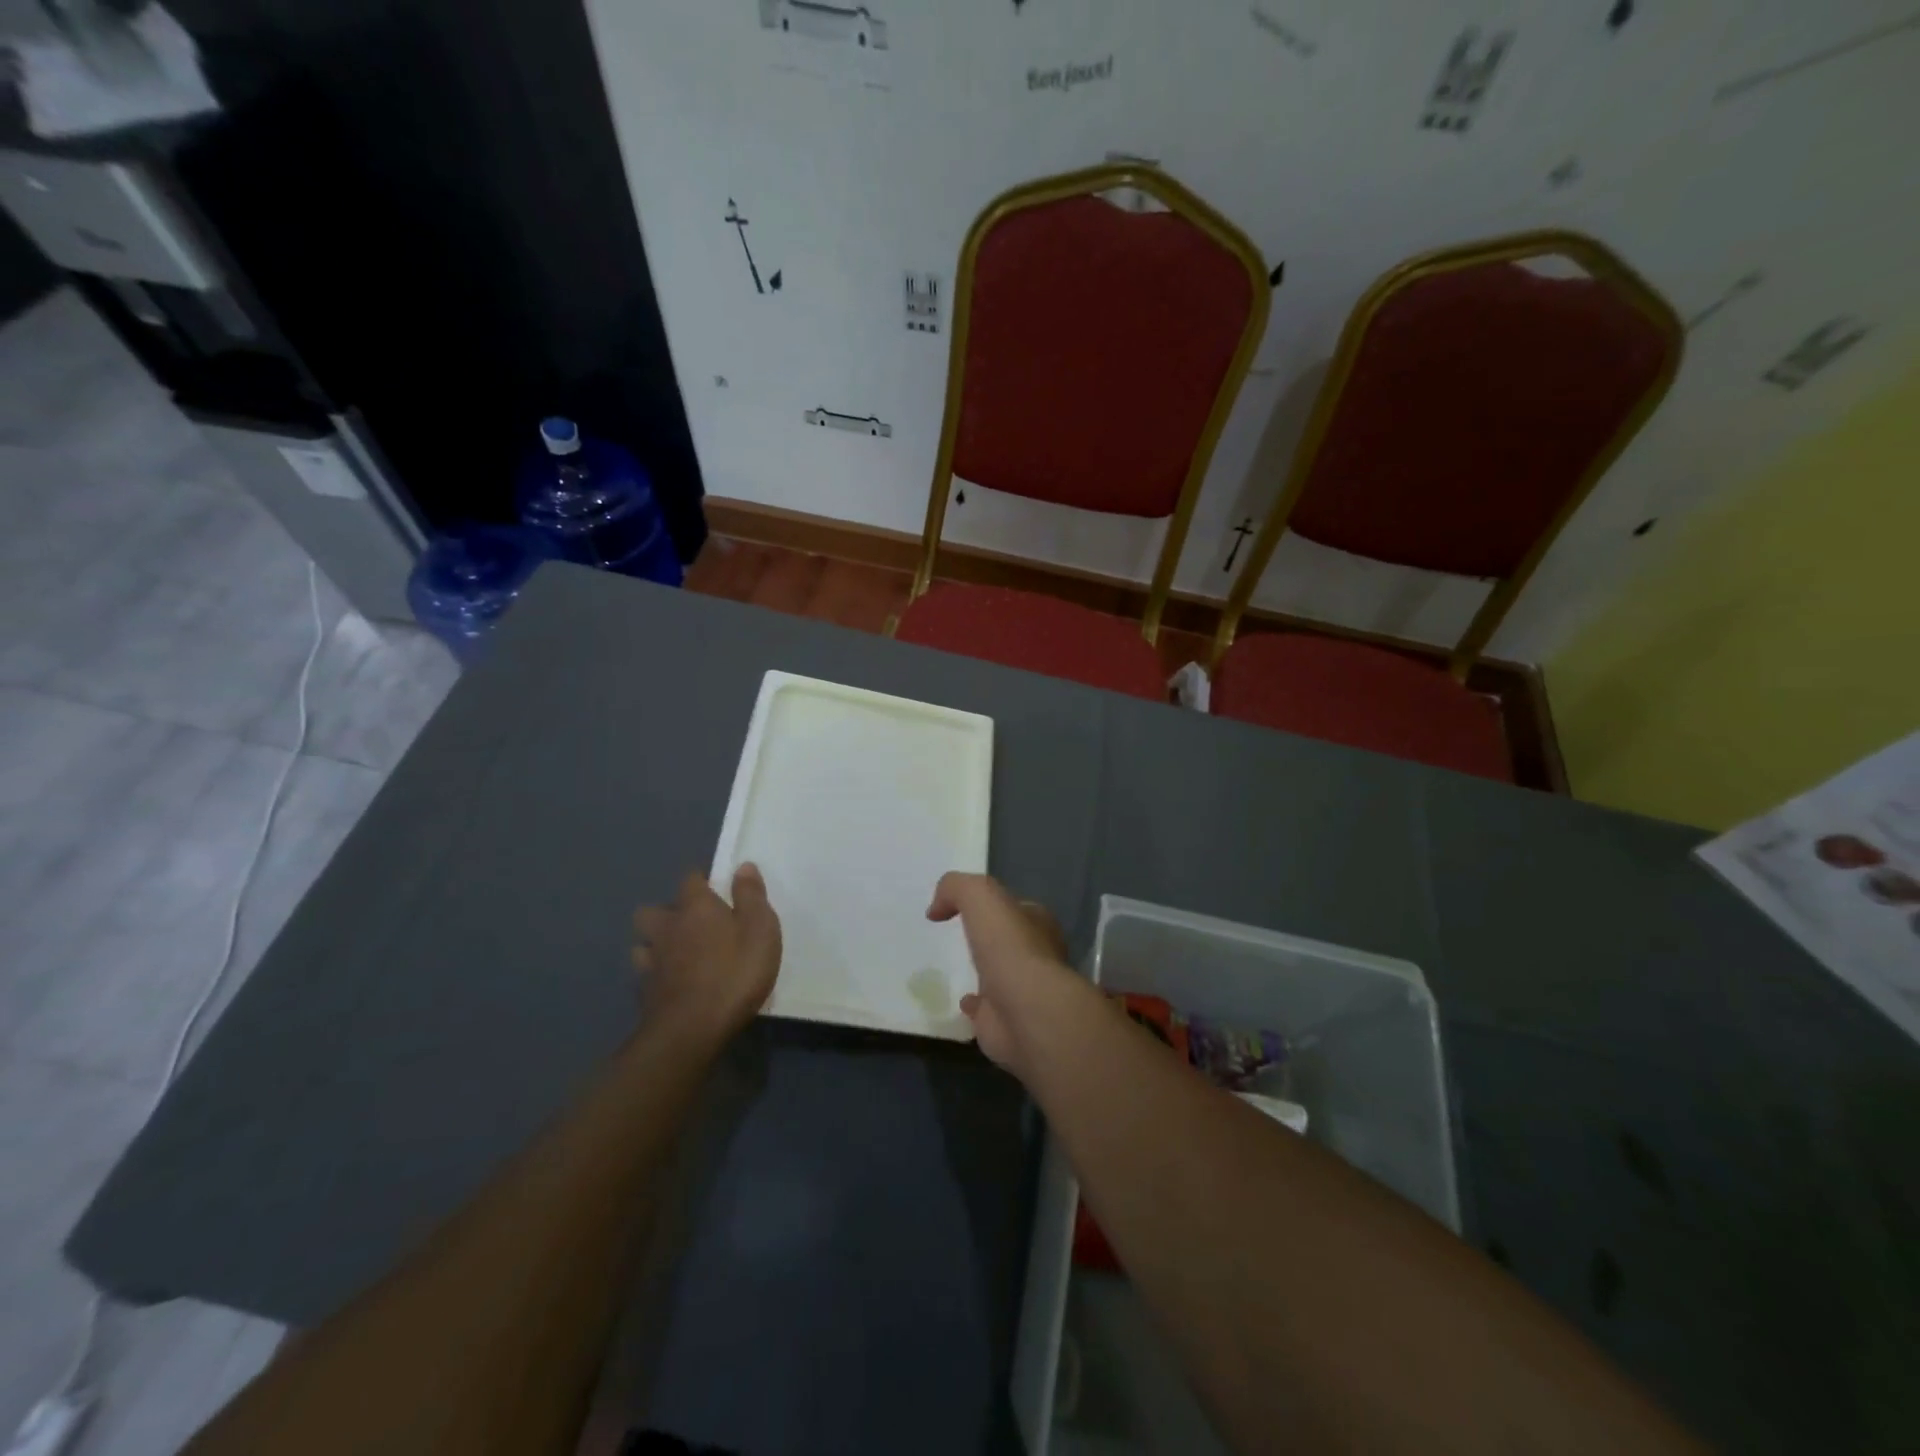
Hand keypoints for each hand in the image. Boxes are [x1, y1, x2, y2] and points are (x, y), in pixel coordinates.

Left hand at [633, 865, 781, 1043]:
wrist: (692, 1030)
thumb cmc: (734, 973)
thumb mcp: (760, 929)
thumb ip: (751, 896)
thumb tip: (743, 866)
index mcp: (696, 907)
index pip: (691, 879)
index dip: (702, 882)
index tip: (716, 891)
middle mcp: (667, 927)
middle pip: (653, 910)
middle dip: (667, 913)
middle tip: (691, 924)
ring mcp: (651, 961)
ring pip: (643, 942)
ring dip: (656, 944)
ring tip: (676, 954)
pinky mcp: (644, 992)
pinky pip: (644, 974)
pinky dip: (655, 974)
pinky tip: (669, 983)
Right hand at [927, 872, 1081, 1074]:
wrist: (1025, 1011)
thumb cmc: (1008, 946)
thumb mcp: (980, 895)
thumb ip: (956, 888)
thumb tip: (937, 909)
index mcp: (1038, 924)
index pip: (1017, 909)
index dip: (995, 905)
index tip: (966, 907)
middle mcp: (1037, 956)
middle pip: (1010, 942)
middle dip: (991, 940)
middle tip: (962, 937)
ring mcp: (1022, 992)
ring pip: (1000, 976)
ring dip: (984, 973)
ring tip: (958, 969)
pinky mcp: (1006, 1023)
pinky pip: (986, 1011)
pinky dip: (974, 1007)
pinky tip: (961, 1001)